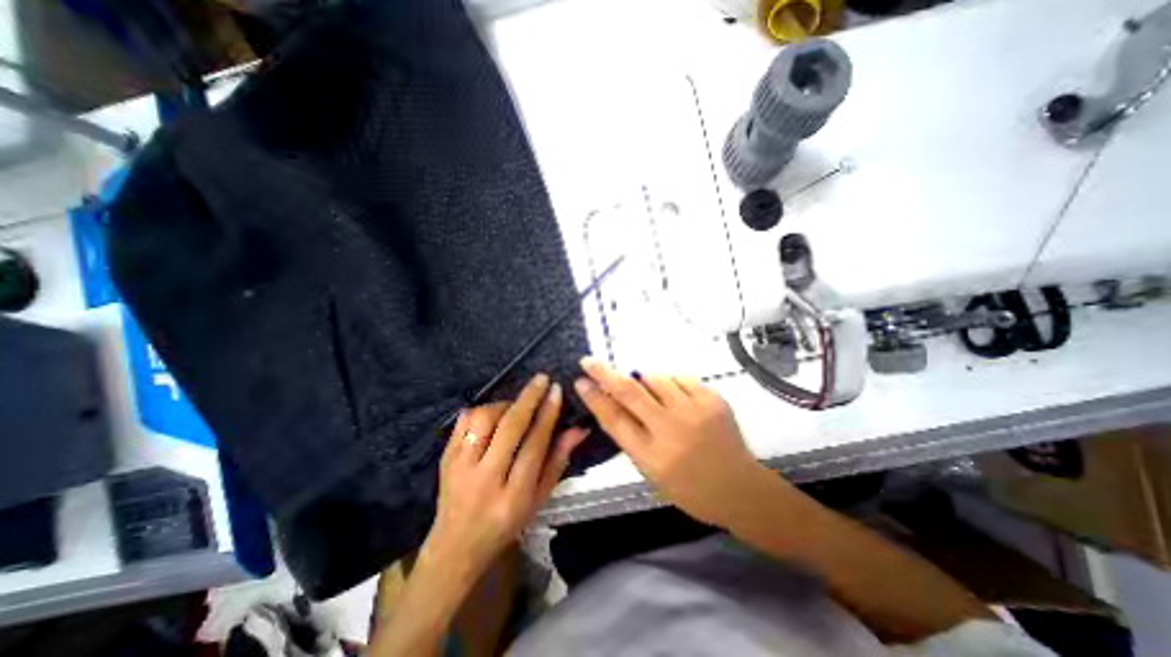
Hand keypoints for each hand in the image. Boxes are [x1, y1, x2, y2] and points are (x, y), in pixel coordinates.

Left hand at [422, 374, 584, 580]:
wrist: (456, 547)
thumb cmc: (506, 524)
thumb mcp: (538, 499)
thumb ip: (557, 461)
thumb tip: (578, 429)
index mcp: (514, 496)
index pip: (534, 445)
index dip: (548, 414)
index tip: (556, 390)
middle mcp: (485, 480)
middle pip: (510, 427)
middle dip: (529, 398)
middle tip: (542, 379)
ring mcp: (460, 468)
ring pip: (484, 419)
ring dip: (504, 404)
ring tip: (515, 406)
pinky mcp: (445, 459)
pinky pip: (462, 421)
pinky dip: (480, 410)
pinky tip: (492, 414)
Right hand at [575, 358, 775, 526]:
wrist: (740, 488)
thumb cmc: (690, 488)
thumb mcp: (653, 472)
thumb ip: (633, 438)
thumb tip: (614, 403)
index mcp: (652, 456)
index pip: (614, 420)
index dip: (594, 398)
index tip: (580, 381)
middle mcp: (670, 430)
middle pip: (630, 392)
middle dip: (605, 373)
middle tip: (588, 361)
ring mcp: (694, 411)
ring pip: (655, 378)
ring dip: (643, 379)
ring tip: (648, 389)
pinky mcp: (712, 399)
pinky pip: (681, 378)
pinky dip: (671, 382)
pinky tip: (676, 396)